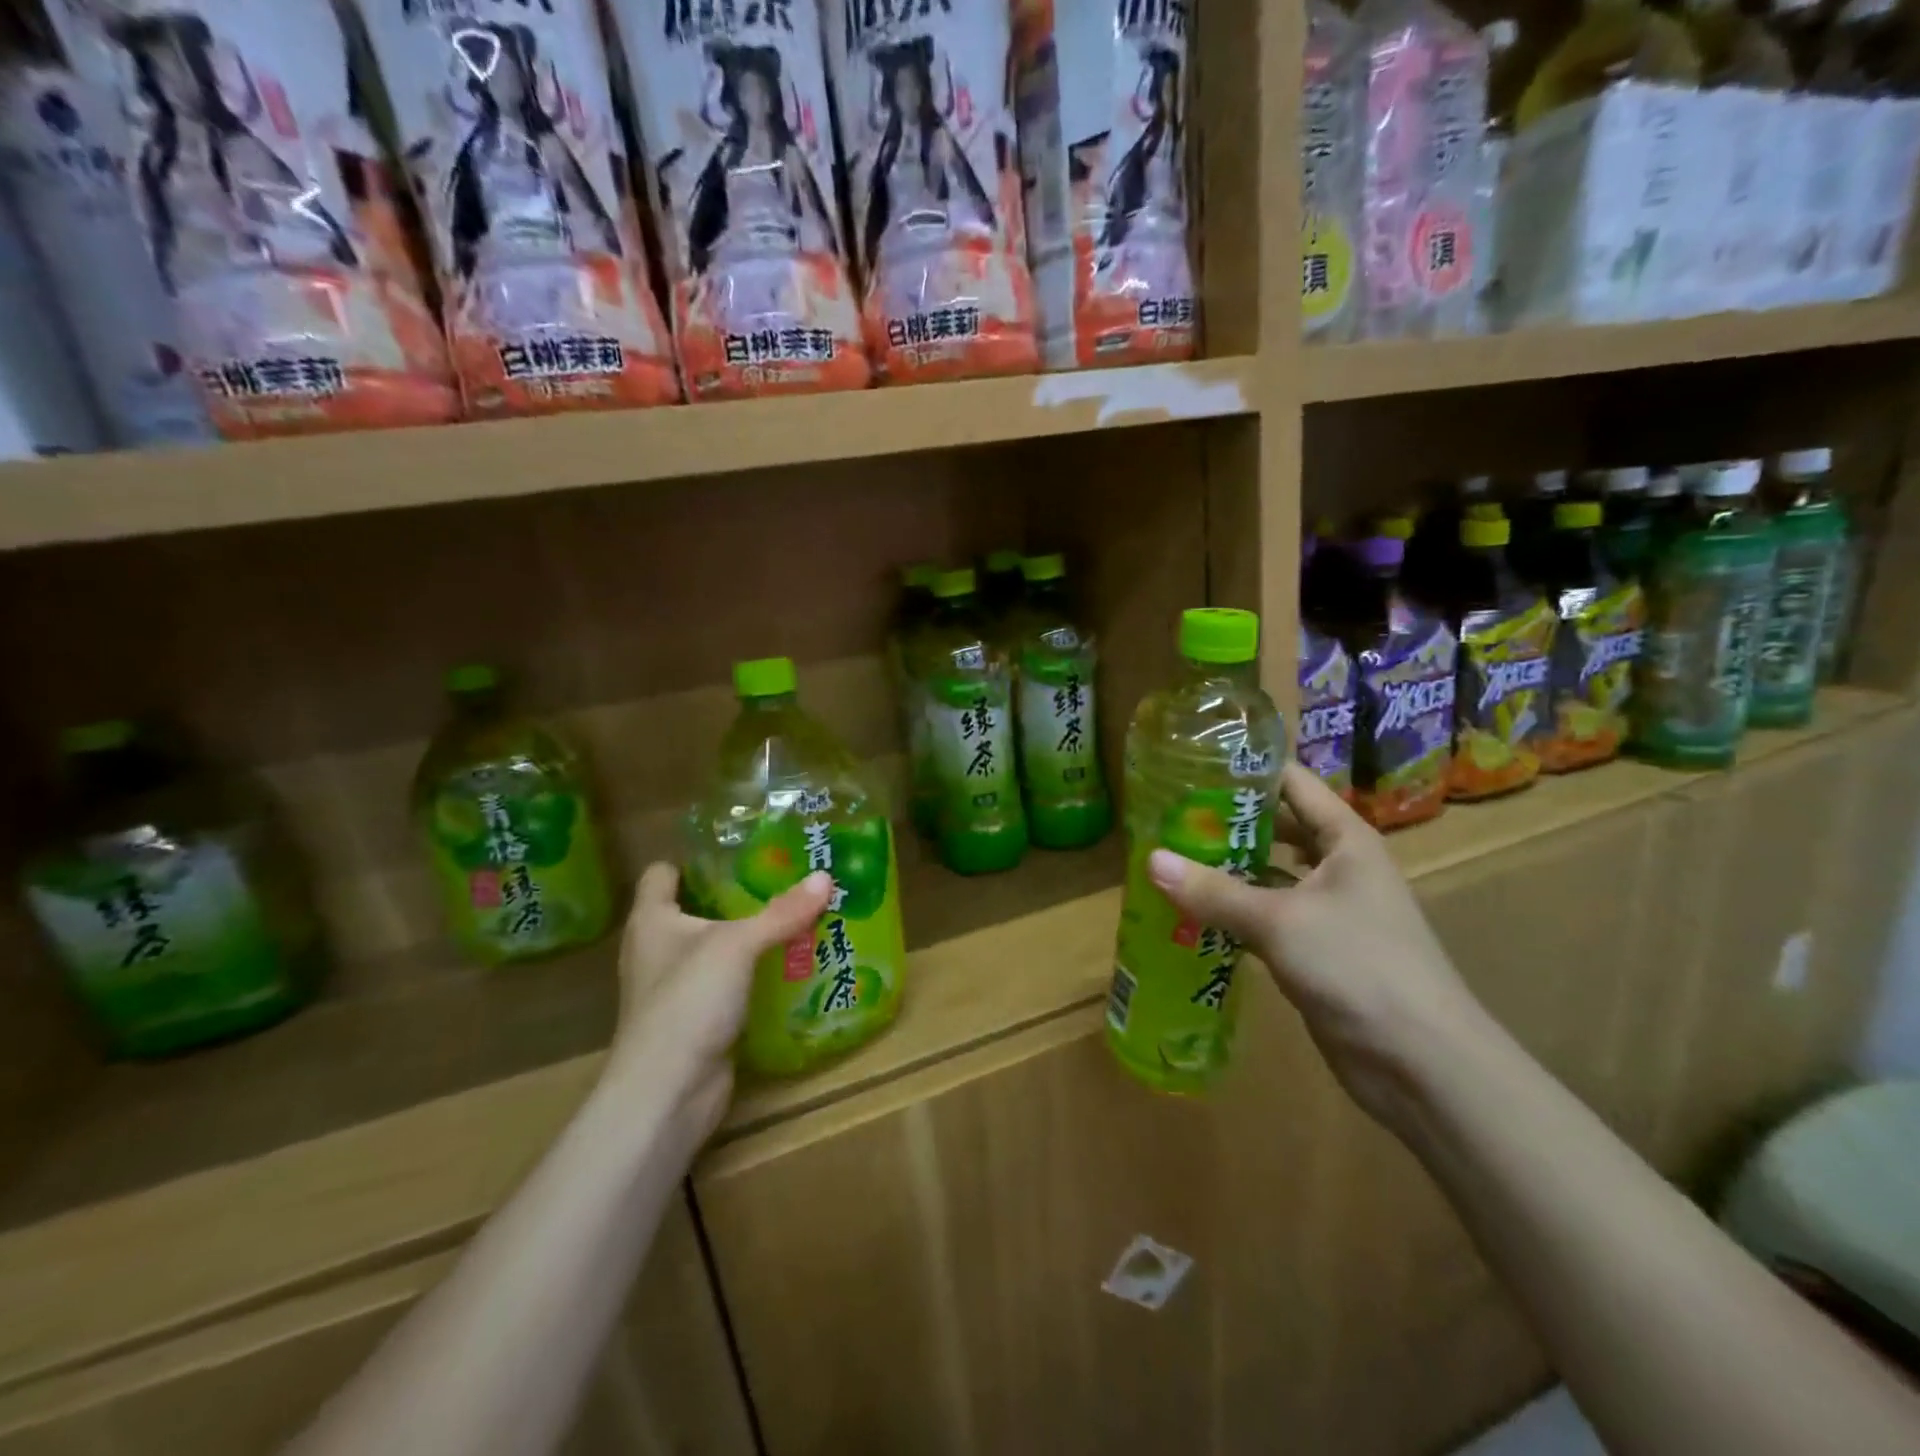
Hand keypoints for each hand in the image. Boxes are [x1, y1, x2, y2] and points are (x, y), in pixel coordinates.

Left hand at [609, 864, 832, 1140]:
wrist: (667, 1094)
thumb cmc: (688, 1002)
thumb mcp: (738, 946)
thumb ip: (782, 912)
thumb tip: (825, 877)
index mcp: (651, 920)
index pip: (663, 873)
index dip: (695, 858)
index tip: (741, 849)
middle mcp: (657, 949)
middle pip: (696, 908)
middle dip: (738, 894)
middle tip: (786, 879)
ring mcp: (677, 988)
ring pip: (717, 948)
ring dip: (751, 937)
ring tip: (798, 916)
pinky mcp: (698, 1019)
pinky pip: (730, 984)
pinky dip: (756, 974)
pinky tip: (791, 965)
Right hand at [1147, 765, 1491, 1131]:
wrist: (1421, 1063)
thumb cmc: (1359, 967)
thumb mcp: (1279, 921)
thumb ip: (1214, 891)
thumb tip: (1150, 860)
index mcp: (1345, 839)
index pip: (1293, 784)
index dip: (1247, 769)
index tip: (1192, 762)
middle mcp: (1339, 866)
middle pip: (1277, 829)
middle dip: (1227, 823)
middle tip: (1169, 816)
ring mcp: (1329, 911)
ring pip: (1269, 876)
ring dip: (1227, 871)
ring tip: (1171, 860)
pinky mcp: (1316, 951)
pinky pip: (1267, 918)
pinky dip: (1234, 914)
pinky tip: (1192, 914)